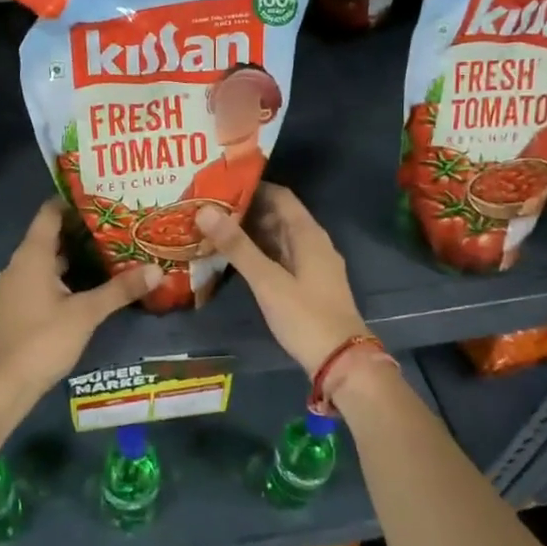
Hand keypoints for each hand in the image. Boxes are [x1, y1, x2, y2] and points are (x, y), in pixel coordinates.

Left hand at [0, 200, 159, 406]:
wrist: (2, 385)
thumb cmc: (42, 340)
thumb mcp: (87, 314)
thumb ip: (120, 290)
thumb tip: (157, 270)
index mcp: (31, 255)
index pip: (50, 213)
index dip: (74, 202)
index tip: (103, 197)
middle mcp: (18, 264)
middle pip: (50, 236)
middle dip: (81, 231)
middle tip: (117, 226)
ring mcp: (14, 287)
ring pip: (46, 261)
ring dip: (73, 256)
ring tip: (108, 253)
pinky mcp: (15, 308)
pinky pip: (40, 280)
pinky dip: (62, 277)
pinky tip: (86, 287)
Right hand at [195, 184, 370, 376]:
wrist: (341, 361)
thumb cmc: (305, 316)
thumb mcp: (267, 280)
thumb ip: (237, 246)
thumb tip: (205, 211)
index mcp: (308, 235)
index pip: (280, 196)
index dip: (252, 187)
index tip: (220, 185)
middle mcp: (313, 243)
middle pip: (278, 215)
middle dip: (246, 210)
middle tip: (209, 207)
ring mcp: (312, 265)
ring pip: (278, 238)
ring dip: (251, 232)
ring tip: (215, 228)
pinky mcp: (308, 284)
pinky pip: (280, 257)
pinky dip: (259, 252)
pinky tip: (235, 258)